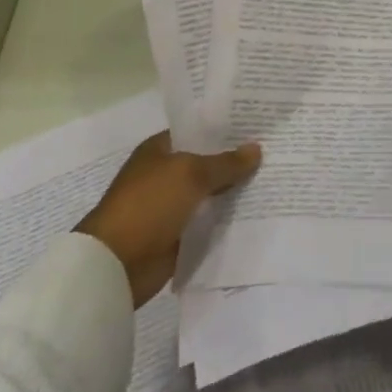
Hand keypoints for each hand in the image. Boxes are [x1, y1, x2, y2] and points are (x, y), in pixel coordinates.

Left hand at [75, 133, 260, 306]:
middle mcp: (165, 175)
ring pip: (210, 194)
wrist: (117, 264)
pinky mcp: (178, 236)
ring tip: (274, 182)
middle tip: (274, 154)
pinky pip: (209, 223)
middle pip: (207, 164)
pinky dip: (227, 221)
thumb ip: (225, 163)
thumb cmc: (149, 205)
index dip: (226, 130)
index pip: (198, 132)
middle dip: (235, 162)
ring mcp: (171, 206)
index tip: (258, 128)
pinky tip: (257, 214)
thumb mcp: (190, 174)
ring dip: (234, 193)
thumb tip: (256, 149)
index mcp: (160, 150)